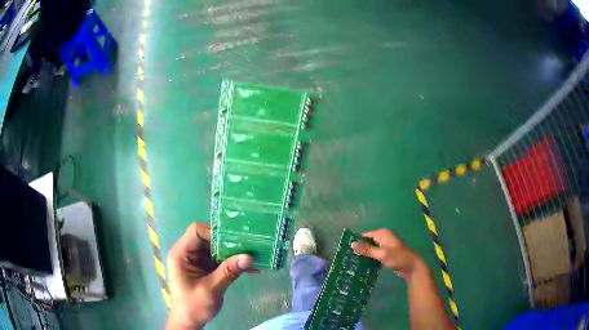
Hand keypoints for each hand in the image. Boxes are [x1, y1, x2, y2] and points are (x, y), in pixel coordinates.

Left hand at [166, 223, 252, 329]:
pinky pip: (220, 259)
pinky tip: (249, 268)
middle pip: (208, 238)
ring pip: (217, 248)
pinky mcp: (206, 268)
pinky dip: (233, 263)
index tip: (235, 240)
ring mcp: (197, 260)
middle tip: (249, 245)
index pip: (196, 231)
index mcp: (181, 254)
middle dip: (229, 242)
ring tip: (253, 256)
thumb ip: (228, 272)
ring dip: (234, 253)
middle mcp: (188, 253)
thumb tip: (249, 257)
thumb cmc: (194, 305)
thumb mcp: (211, 289)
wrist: (190, 321)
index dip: (214, 232)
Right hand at [351, 229, 424, 280]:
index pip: (365, 235)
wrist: (412, 267)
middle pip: (368, 241)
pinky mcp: (387, 253)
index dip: (356, 242)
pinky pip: (375, 253)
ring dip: (365, 254)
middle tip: (348, 258)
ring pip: (371, 248)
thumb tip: (352, 244)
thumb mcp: (381, 254)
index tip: (346, 250)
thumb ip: (367, 249)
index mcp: (383, 233)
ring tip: (352, 262)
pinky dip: (370, 258)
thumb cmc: (398, 258)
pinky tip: (363, 265)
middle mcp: (384, 237)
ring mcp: (386, 245)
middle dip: (360, 248)